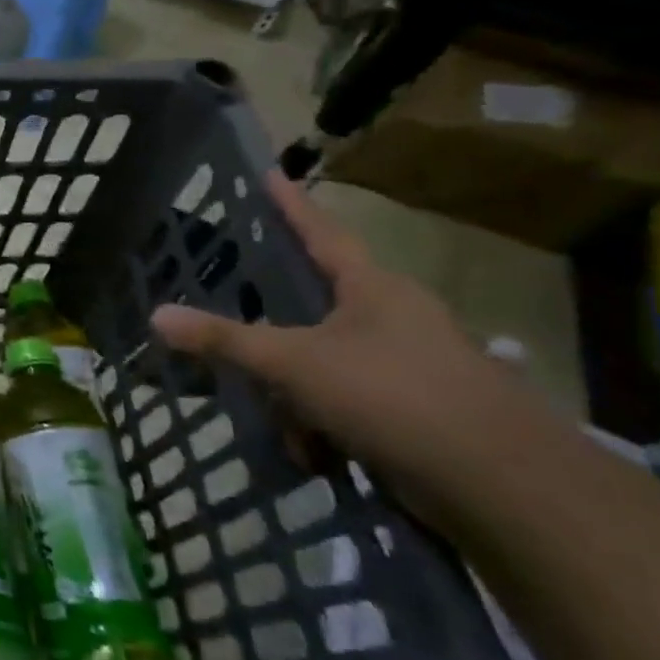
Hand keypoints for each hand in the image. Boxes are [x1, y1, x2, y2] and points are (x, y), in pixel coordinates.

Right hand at [149, 171, 559, 516]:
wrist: (502, 486)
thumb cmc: (391, 395)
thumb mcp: (293, 363)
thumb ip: (224, 340)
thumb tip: (156, 316)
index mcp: (374, 289)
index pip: (322, 232)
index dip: (292, 205)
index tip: (271, 174)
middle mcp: (396, 318)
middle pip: (315, 307)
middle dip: (274, 335)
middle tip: (238, 335)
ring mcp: (411, 365)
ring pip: (326, 362)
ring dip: (295, 395)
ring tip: (280, 427)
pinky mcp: (417, 411)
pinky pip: (347, 402)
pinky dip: (323, 426)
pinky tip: (313, 454)